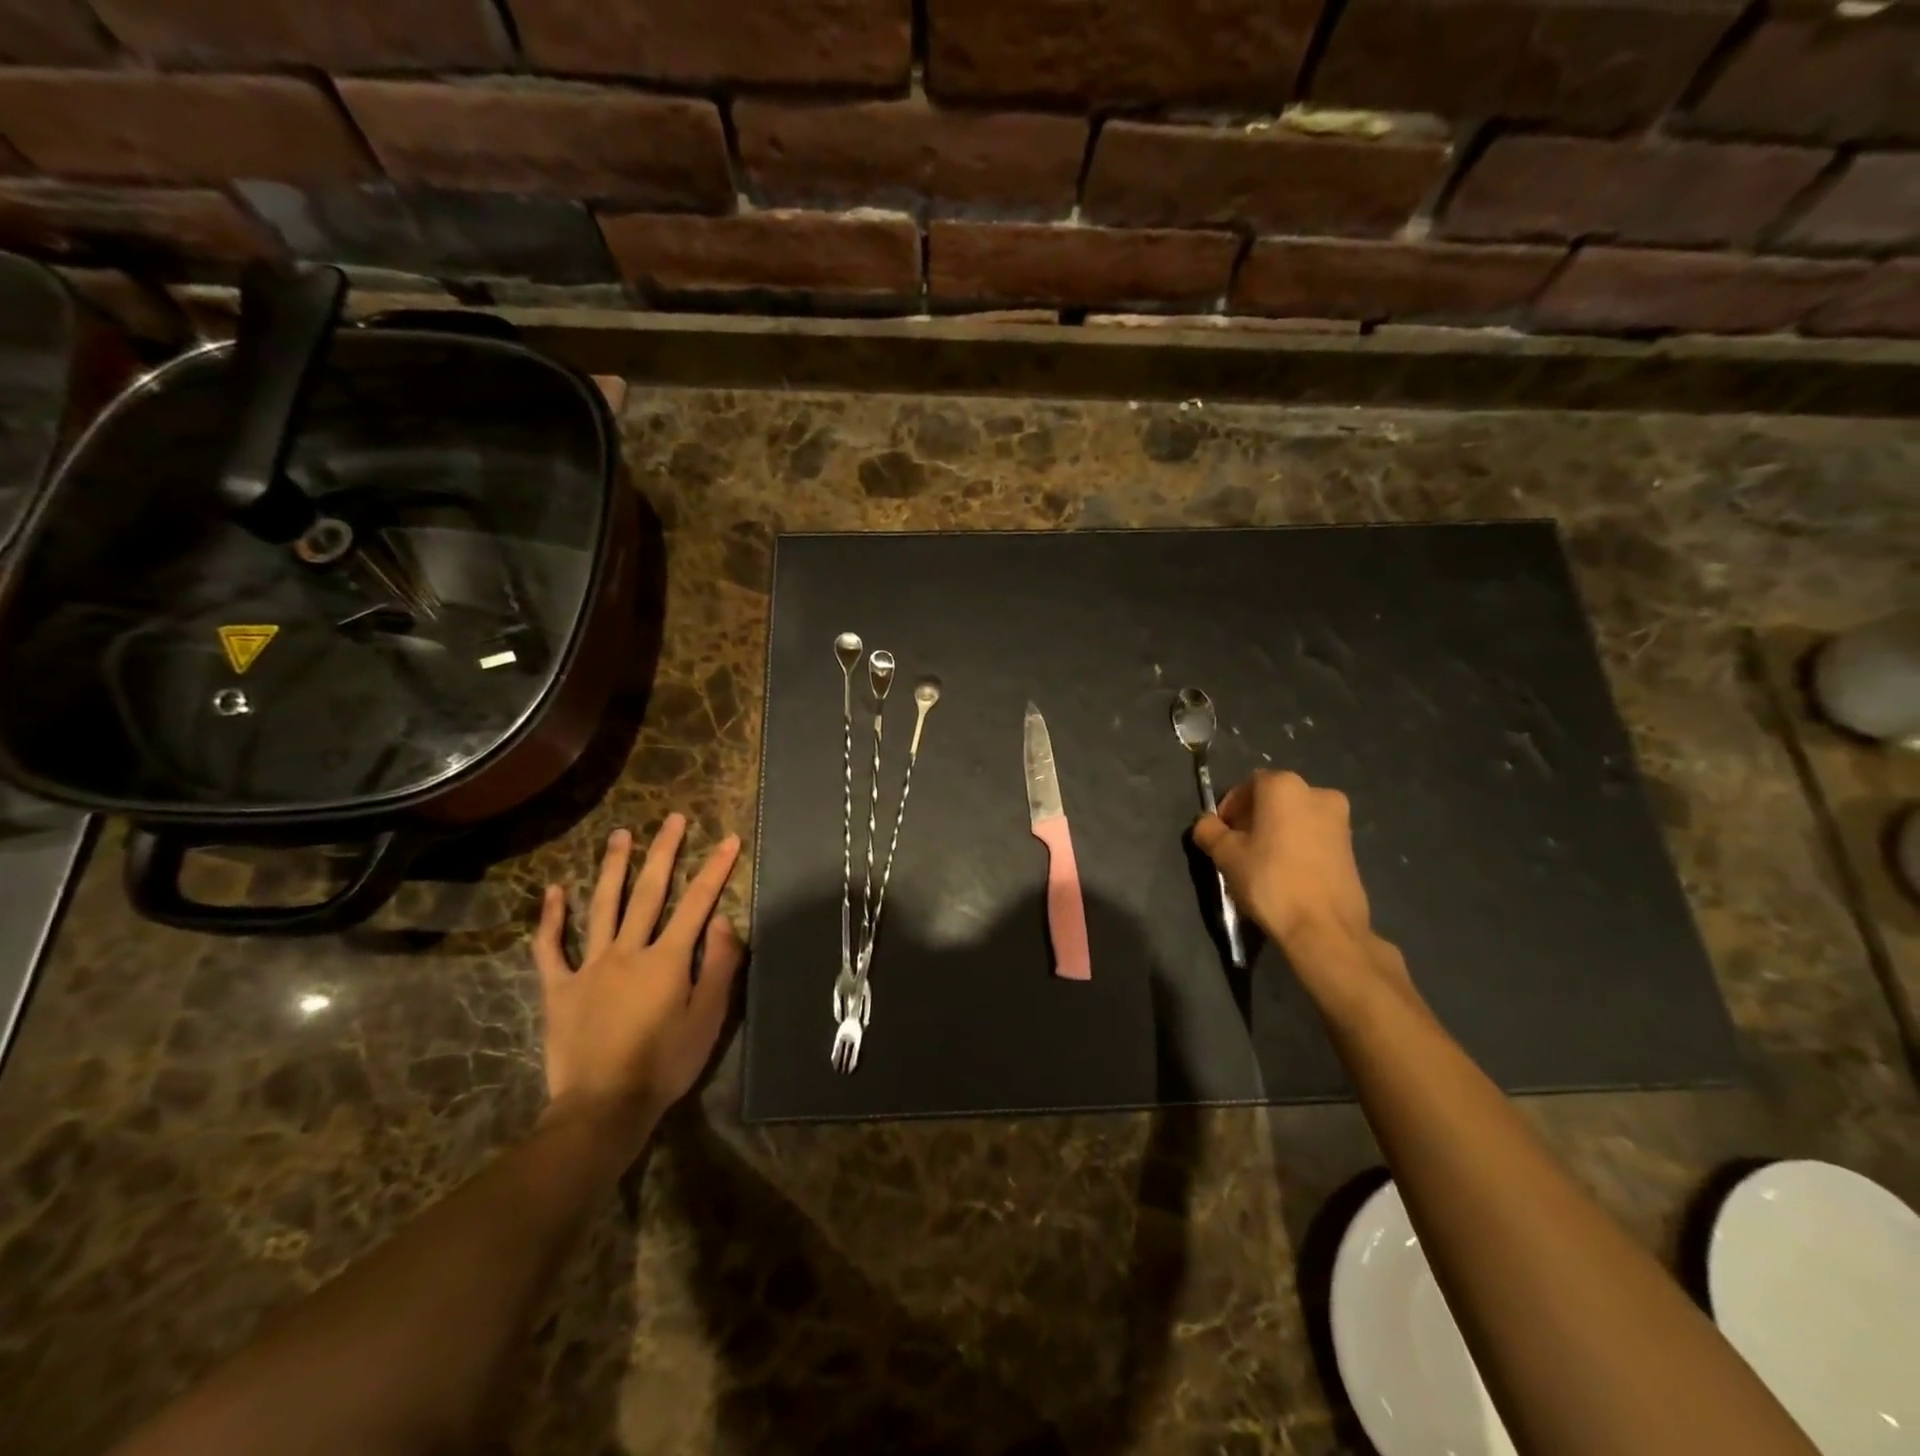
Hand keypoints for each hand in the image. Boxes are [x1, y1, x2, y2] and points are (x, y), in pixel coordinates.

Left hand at [533, 814, 743, 1148]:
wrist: (603, 1107)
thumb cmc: (665, 1064)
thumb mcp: (708, 1019)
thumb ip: (720, 966)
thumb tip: (723, 921)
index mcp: (668, 959)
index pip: (698, 903)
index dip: (716, 869)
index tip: (729, 839)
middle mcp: (629, 950)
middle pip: (649, 892)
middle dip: (664, 852)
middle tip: (672, 818)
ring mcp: (590, 966)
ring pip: (602, 907)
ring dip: (612, 868)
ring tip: (620, 835)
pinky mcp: (560, 988)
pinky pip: (551, 948)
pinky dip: (552, 919)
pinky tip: (553, 892)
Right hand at [1193, 771, 1403, 992]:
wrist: (1324, 928)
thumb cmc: (1270, 880)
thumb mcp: (1225, 854)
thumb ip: (1208, 830)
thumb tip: (1206, 824)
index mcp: (1285, 786)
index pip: (1247, 785)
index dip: (1229, 808)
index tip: (1220, 835)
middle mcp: (1317, 793)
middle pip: (1273, 799)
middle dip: (1252, 819)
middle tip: (1237, 849)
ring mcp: (1340, 820)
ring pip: (1294, 818)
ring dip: (1275, 832)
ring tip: (1260, 864)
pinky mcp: (1351, 846)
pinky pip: (1313, 836)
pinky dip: (1296, 846)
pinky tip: (1285, 874)